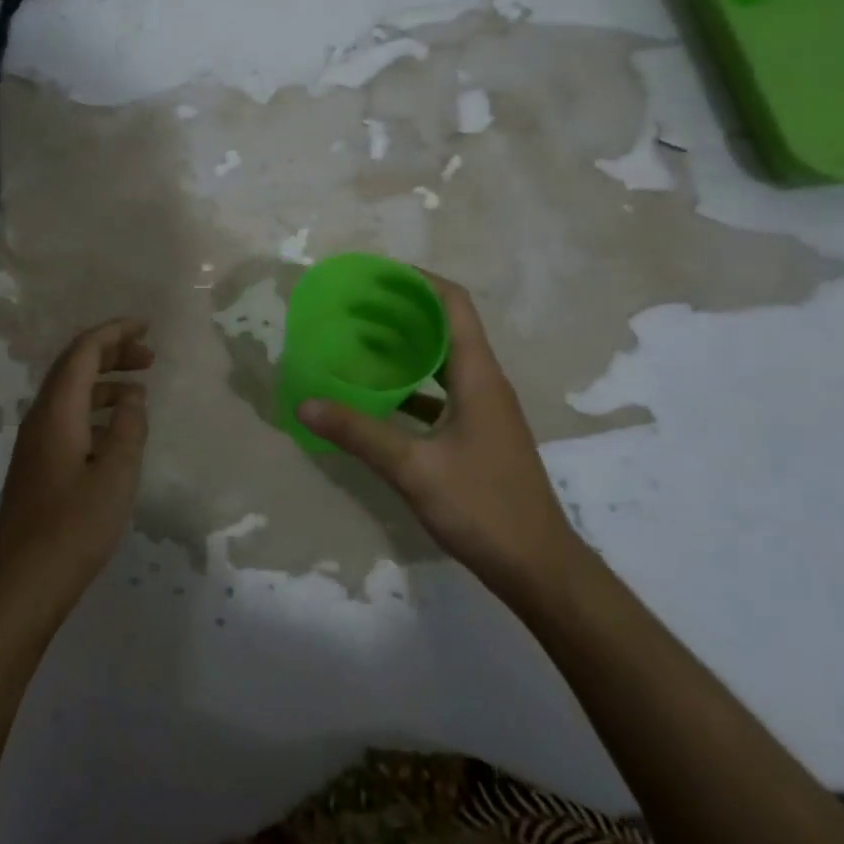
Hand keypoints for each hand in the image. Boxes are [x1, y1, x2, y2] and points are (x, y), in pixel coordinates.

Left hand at [0, 318, 152, 633]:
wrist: (23, 584)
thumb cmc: (74, 527)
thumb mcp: (116, 475)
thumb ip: (128, 428)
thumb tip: (132, 397)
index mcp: (56, 413)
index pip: (83, 352)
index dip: (114, 332)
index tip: (146, 326)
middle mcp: (40, 419)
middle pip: (74, 367)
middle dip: (111, 353)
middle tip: (149, 357)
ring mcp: (34, 444)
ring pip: (70, 394)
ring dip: (104, 382)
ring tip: (138, 391)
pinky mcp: (37, 466)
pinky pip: (67, 418)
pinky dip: (94, 409)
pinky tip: (115, 430)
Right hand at [297, 273, 582, 597]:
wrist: (538, 568)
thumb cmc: (483, 507)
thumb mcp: (414, 468)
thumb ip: (359, 433)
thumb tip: (305, 402)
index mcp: (478, 376)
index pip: (453, 305)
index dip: (418, 281)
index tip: (375, 275)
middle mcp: (484, 383)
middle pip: (445, 327)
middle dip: (401, 311)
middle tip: (354, 307)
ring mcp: (484, 410)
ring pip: (442, 362)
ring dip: (405, 347)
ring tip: (359, 342)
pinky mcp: (478, 435)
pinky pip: (440, 393)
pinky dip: (410, 385)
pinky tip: (377, 397)